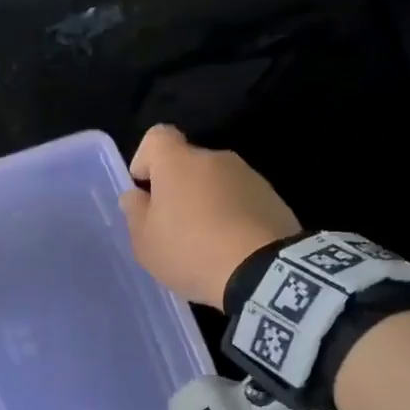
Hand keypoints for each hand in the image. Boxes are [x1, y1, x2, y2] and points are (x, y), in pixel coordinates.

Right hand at [120, 125, 301, 308]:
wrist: (262, 273)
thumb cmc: (191, 251)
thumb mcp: (145, 241)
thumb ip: (135, 212)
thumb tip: (136, 196)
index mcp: (179, 162)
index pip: (157, 136)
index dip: (146, 159)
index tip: (145, 190)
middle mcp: (215, 158)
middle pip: (188, 163)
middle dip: (178, 187)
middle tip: (173, 226)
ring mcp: (249, 176)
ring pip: (216, 182)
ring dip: (207, 202)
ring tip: (205, 241)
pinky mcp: (273, 197)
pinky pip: (241, 199)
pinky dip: (232, 215)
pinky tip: (230, 247)